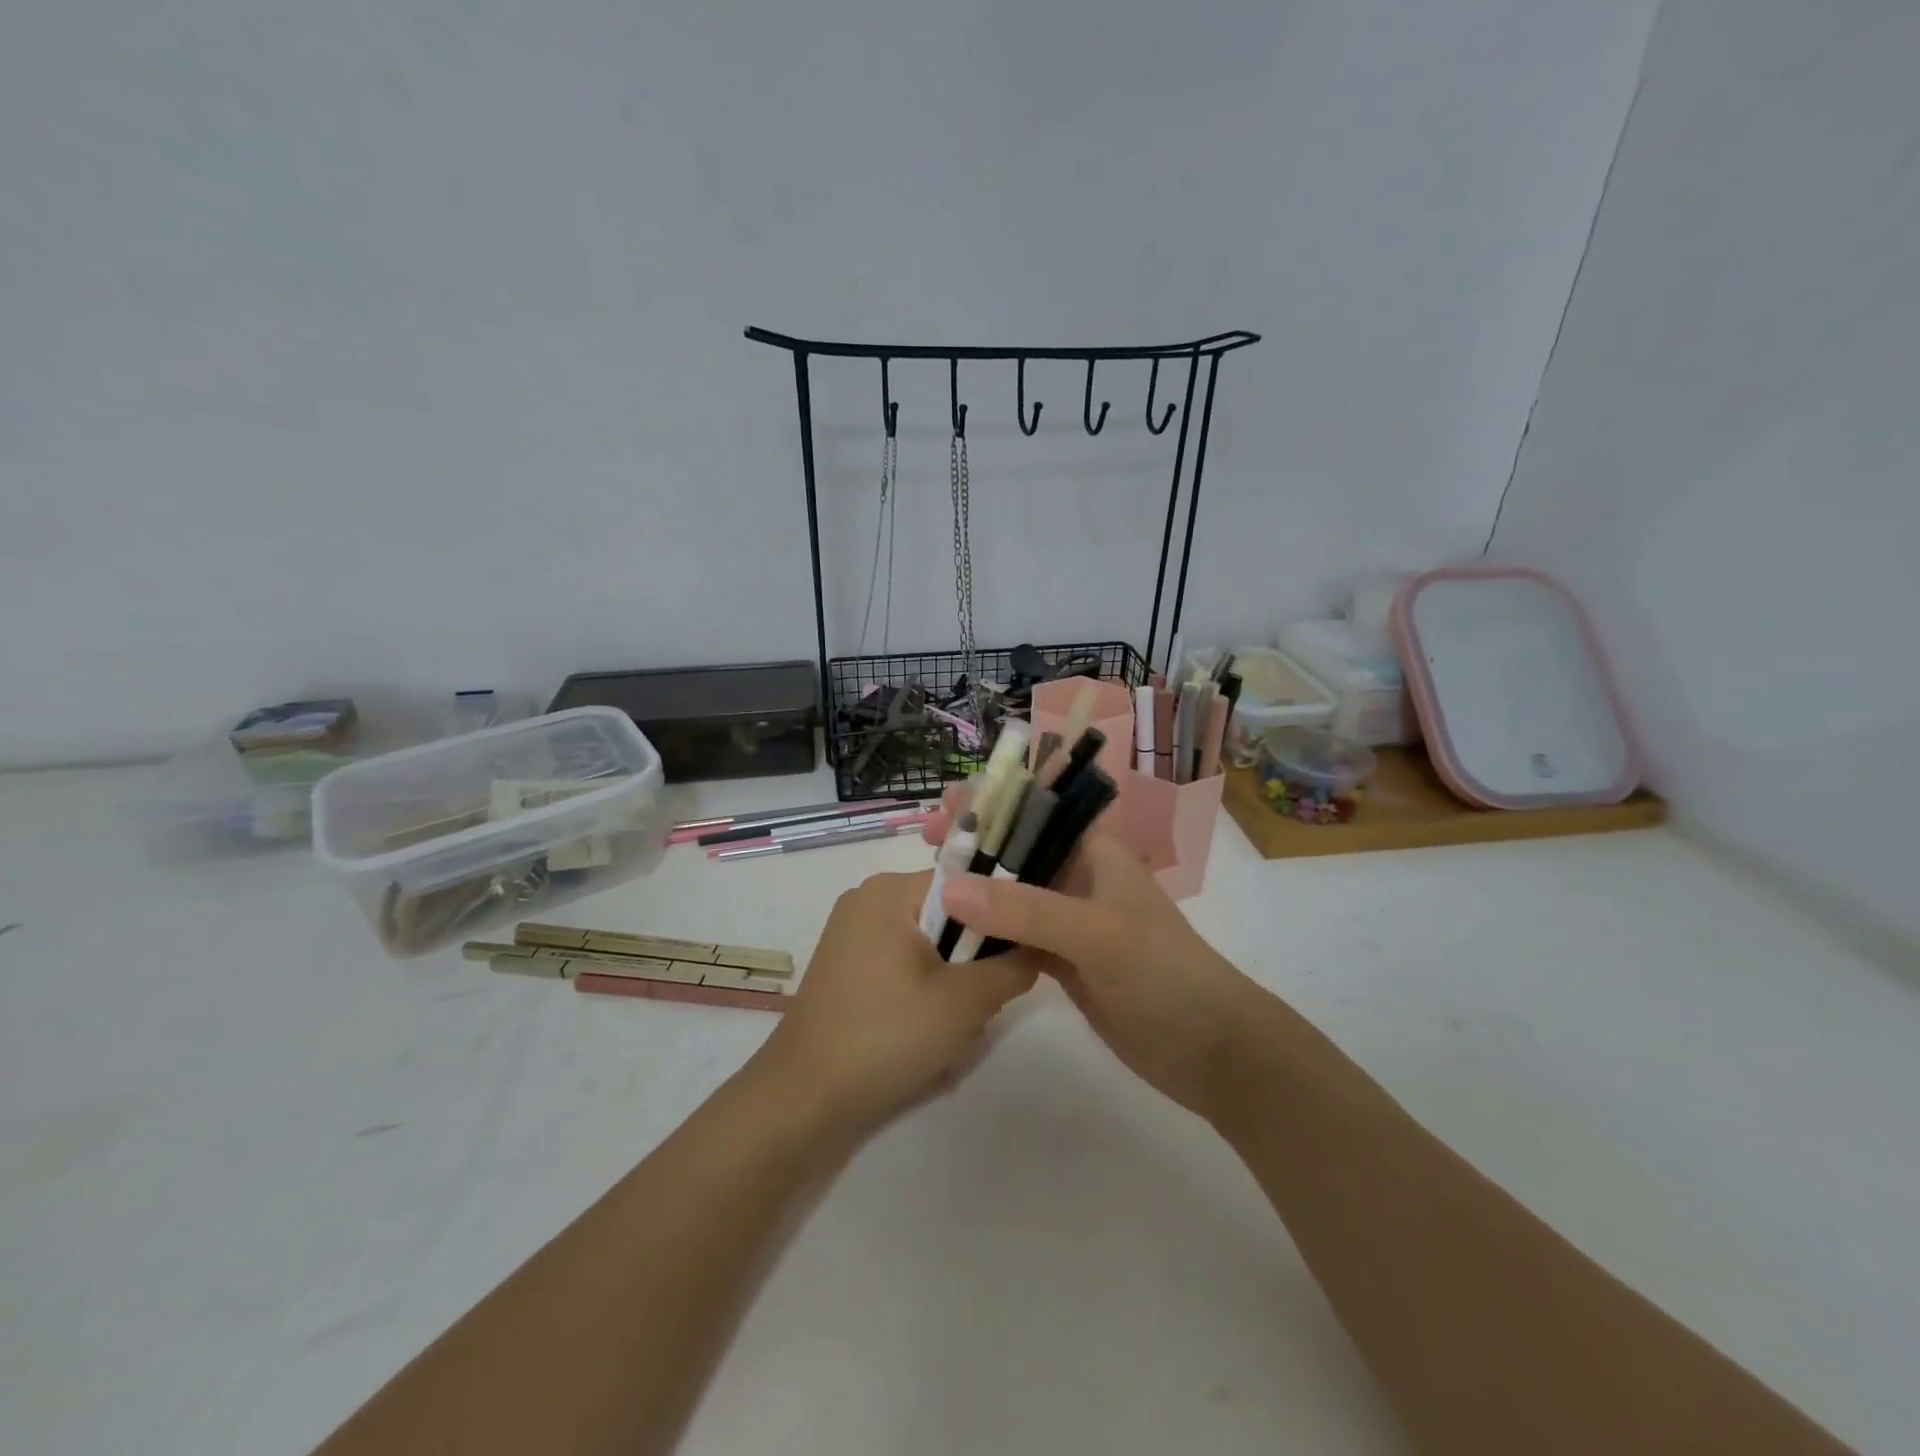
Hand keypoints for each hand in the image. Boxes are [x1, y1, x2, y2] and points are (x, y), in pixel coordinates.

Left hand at [751, 870, 1037, 1139]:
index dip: (1000, 917)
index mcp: (890, 889)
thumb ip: (1013, 966)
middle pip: (947, 913)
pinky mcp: (846, 966)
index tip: (1019, 955)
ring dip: (950, 979)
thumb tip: (1038, 946)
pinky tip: (925, 1028)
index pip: (967, 883)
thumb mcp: (966, 1002)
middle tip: (982, 1001)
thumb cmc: (886, 1035)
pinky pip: (902, 962)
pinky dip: (922, 988)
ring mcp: (851, 933)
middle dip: (971, 957)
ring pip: (927, 943)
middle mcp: (868, 898)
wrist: (803, 1100)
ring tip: (954, 1022)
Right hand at [925, 793, 1254, 1120]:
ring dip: (972, 889)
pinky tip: (948, 935)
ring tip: (923, 886)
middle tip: (925, 843)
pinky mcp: (1061, 960)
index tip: (945, 804)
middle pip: (1015, 850)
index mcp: (1094, 851)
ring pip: (1010, 895)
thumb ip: (1025, 909)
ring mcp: (1068, 921)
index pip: (1035, 810)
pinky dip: (984, 934)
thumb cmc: (1163, 973)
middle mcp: (1078, 877)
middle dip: (972, 843)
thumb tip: (948, 886)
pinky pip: (1012, 937)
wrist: (1209, 1050)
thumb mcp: (1097, 933)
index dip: (991, 801)